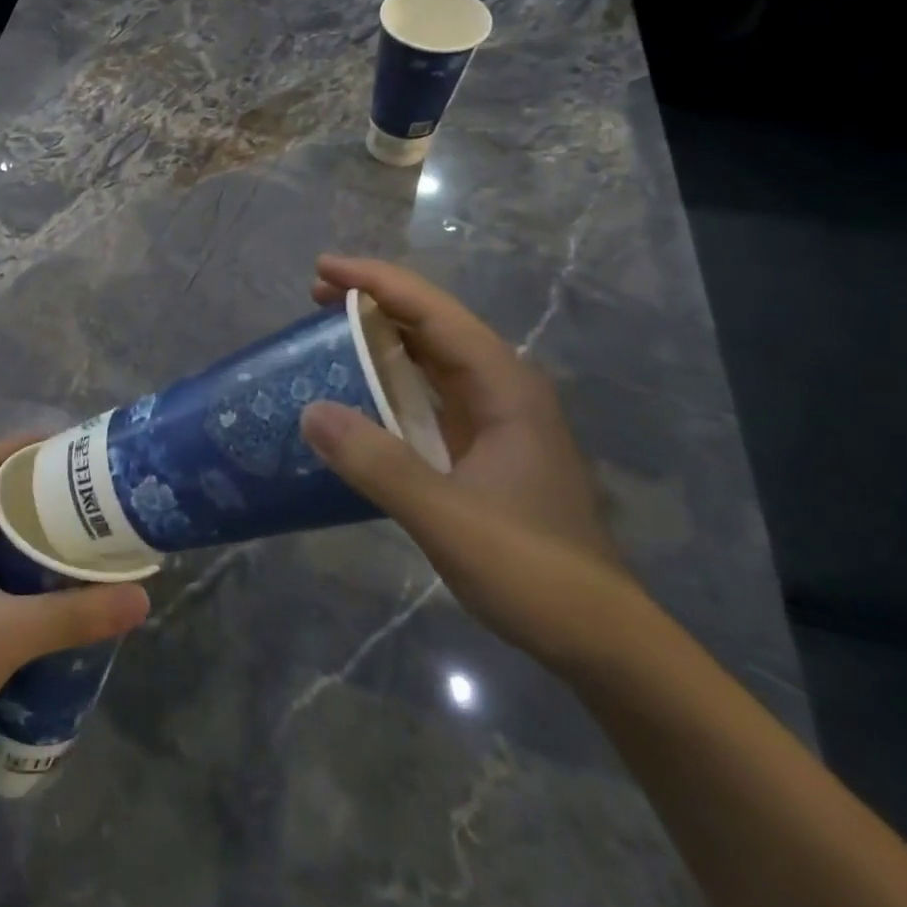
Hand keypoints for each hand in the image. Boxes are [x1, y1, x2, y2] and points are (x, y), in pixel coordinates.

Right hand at [301, 255, 646, 672]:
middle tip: (313, 295)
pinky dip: (388, 380)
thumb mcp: (448, 517)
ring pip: (429, 358)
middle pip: (431, 325)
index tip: (323, 268)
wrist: (597, 639)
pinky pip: (426, 395)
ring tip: (325, 329)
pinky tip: (356, 390)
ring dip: (379, 338)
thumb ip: (379, 463)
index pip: (434, 313)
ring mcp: (492, 419)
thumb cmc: (531, 569)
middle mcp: (500, 390)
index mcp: (503, 387)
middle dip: (373, 302)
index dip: (377, 283)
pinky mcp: (480, 448)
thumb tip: (309, 411)